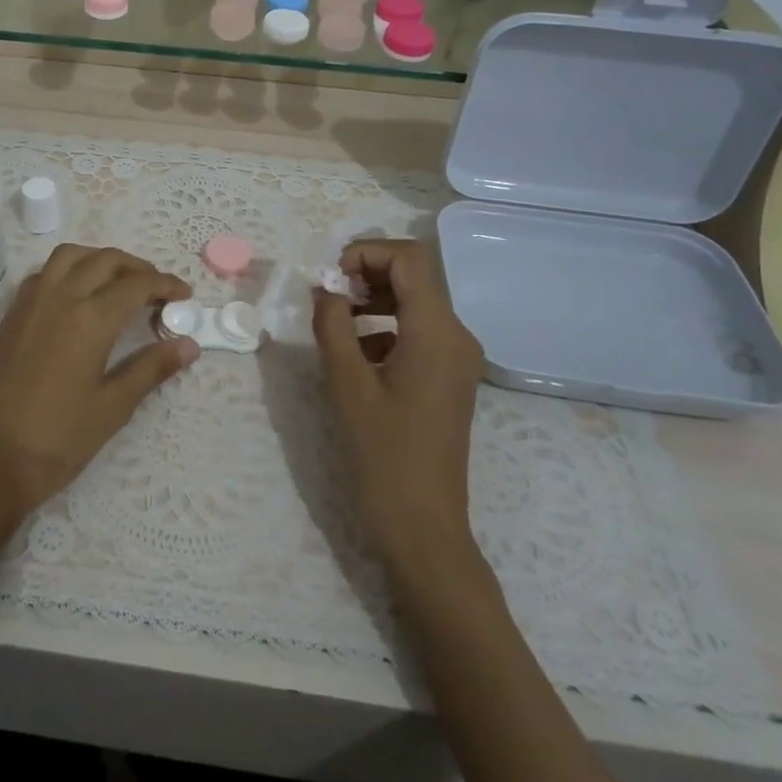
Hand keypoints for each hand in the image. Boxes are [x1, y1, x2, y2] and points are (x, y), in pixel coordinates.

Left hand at [0, 244, 197, 523]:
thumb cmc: (59, 439)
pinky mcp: (11, 315)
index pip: (136, 285)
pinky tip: (77, 296)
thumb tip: (190, 345)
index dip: (165, 284)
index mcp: (90, 319)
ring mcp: (30, 303)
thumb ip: (152, 368)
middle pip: (105, 260)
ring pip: (70, 256)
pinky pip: (44, 273)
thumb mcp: (113, 406)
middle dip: (137, 267)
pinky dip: (68, 269)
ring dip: (99, 259)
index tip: (185, 295)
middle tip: (157, 290)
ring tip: (118, 283)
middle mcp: (60, 297)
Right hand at [313, 239, 487, 576]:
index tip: (329, 279)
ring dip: (373, 299)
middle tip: (327, 297)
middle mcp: (457, 336)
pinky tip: (355, 352)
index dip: (366, 253)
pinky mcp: (449, 377)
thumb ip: (332, 325)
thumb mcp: (346, 384)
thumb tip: (323, 288)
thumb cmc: (383, 455)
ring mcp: (457, 358)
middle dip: (367, 274)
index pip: (410, 259)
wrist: (423, 527)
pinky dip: (384, 326)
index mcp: (438, 332)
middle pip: (414, 276)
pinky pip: (417, 330)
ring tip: (334, 321)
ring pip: (415, 302)